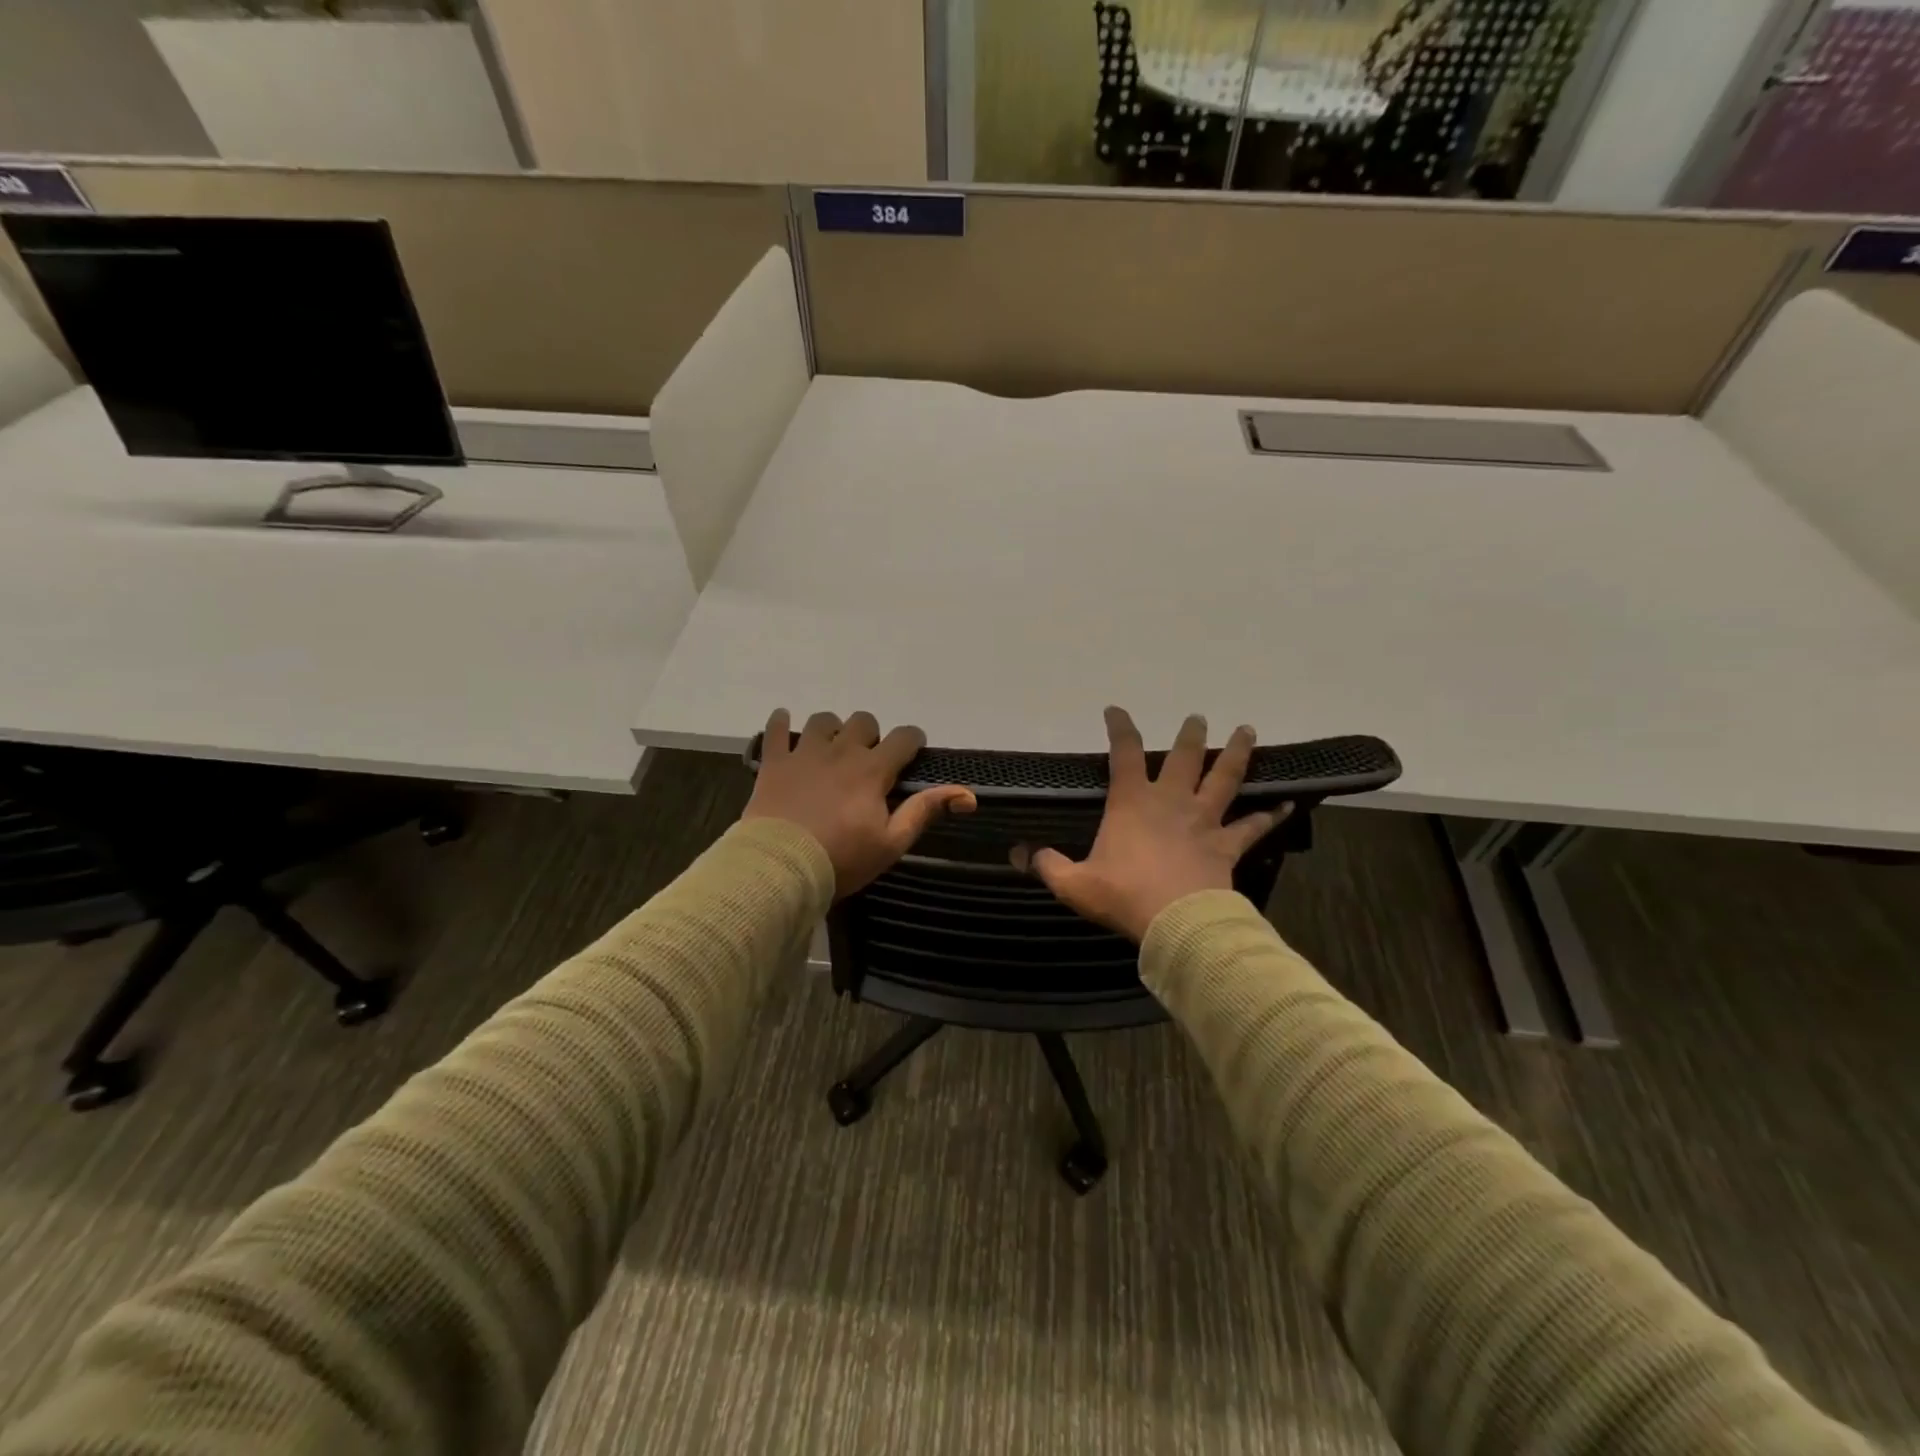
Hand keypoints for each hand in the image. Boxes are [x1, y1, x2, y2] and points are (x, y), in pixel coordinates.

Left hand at [743, 708, 976, 897]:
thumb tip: (967, 794)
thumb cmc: (842, 859)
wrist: (781, 867)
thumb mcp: (891, 843)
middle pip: (863, 721)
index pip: (903, 737)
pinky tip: (784, 723)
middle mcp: (841, 751)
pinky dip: (781, 723)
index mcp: (873, 770)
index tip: (912, 752)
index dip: (912, 740)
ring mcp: (805, 753)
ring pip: (823, 720)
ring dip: (832, 730)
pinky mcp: (775, 762)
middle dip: (871, 735)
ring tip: (830, 750)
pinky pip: (776, 730)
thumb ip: (924, 811)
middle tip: (867, 761)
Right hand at [1020, 707, 1289, 941]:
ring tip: (1247, 730)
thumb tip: (1019, 855)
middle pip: (1184, 758)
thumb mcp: (1074, 884)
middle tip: (1198, 718)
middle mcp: (1170, 802)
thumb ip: (1047, 866)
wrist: (1176, 922)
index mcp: (1132, 803)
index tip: (1115, 710)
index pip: (1124, 754)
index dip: (1120, 728)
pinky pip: (1252, 827)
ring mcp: (1203, 821)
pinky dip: (1269, 816)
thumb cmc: (1123, 895)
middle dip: (1190, 735)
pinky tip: (1286, 805)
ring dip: (1236, 754)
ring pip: (1224, 779)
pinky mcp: (1225, 846)